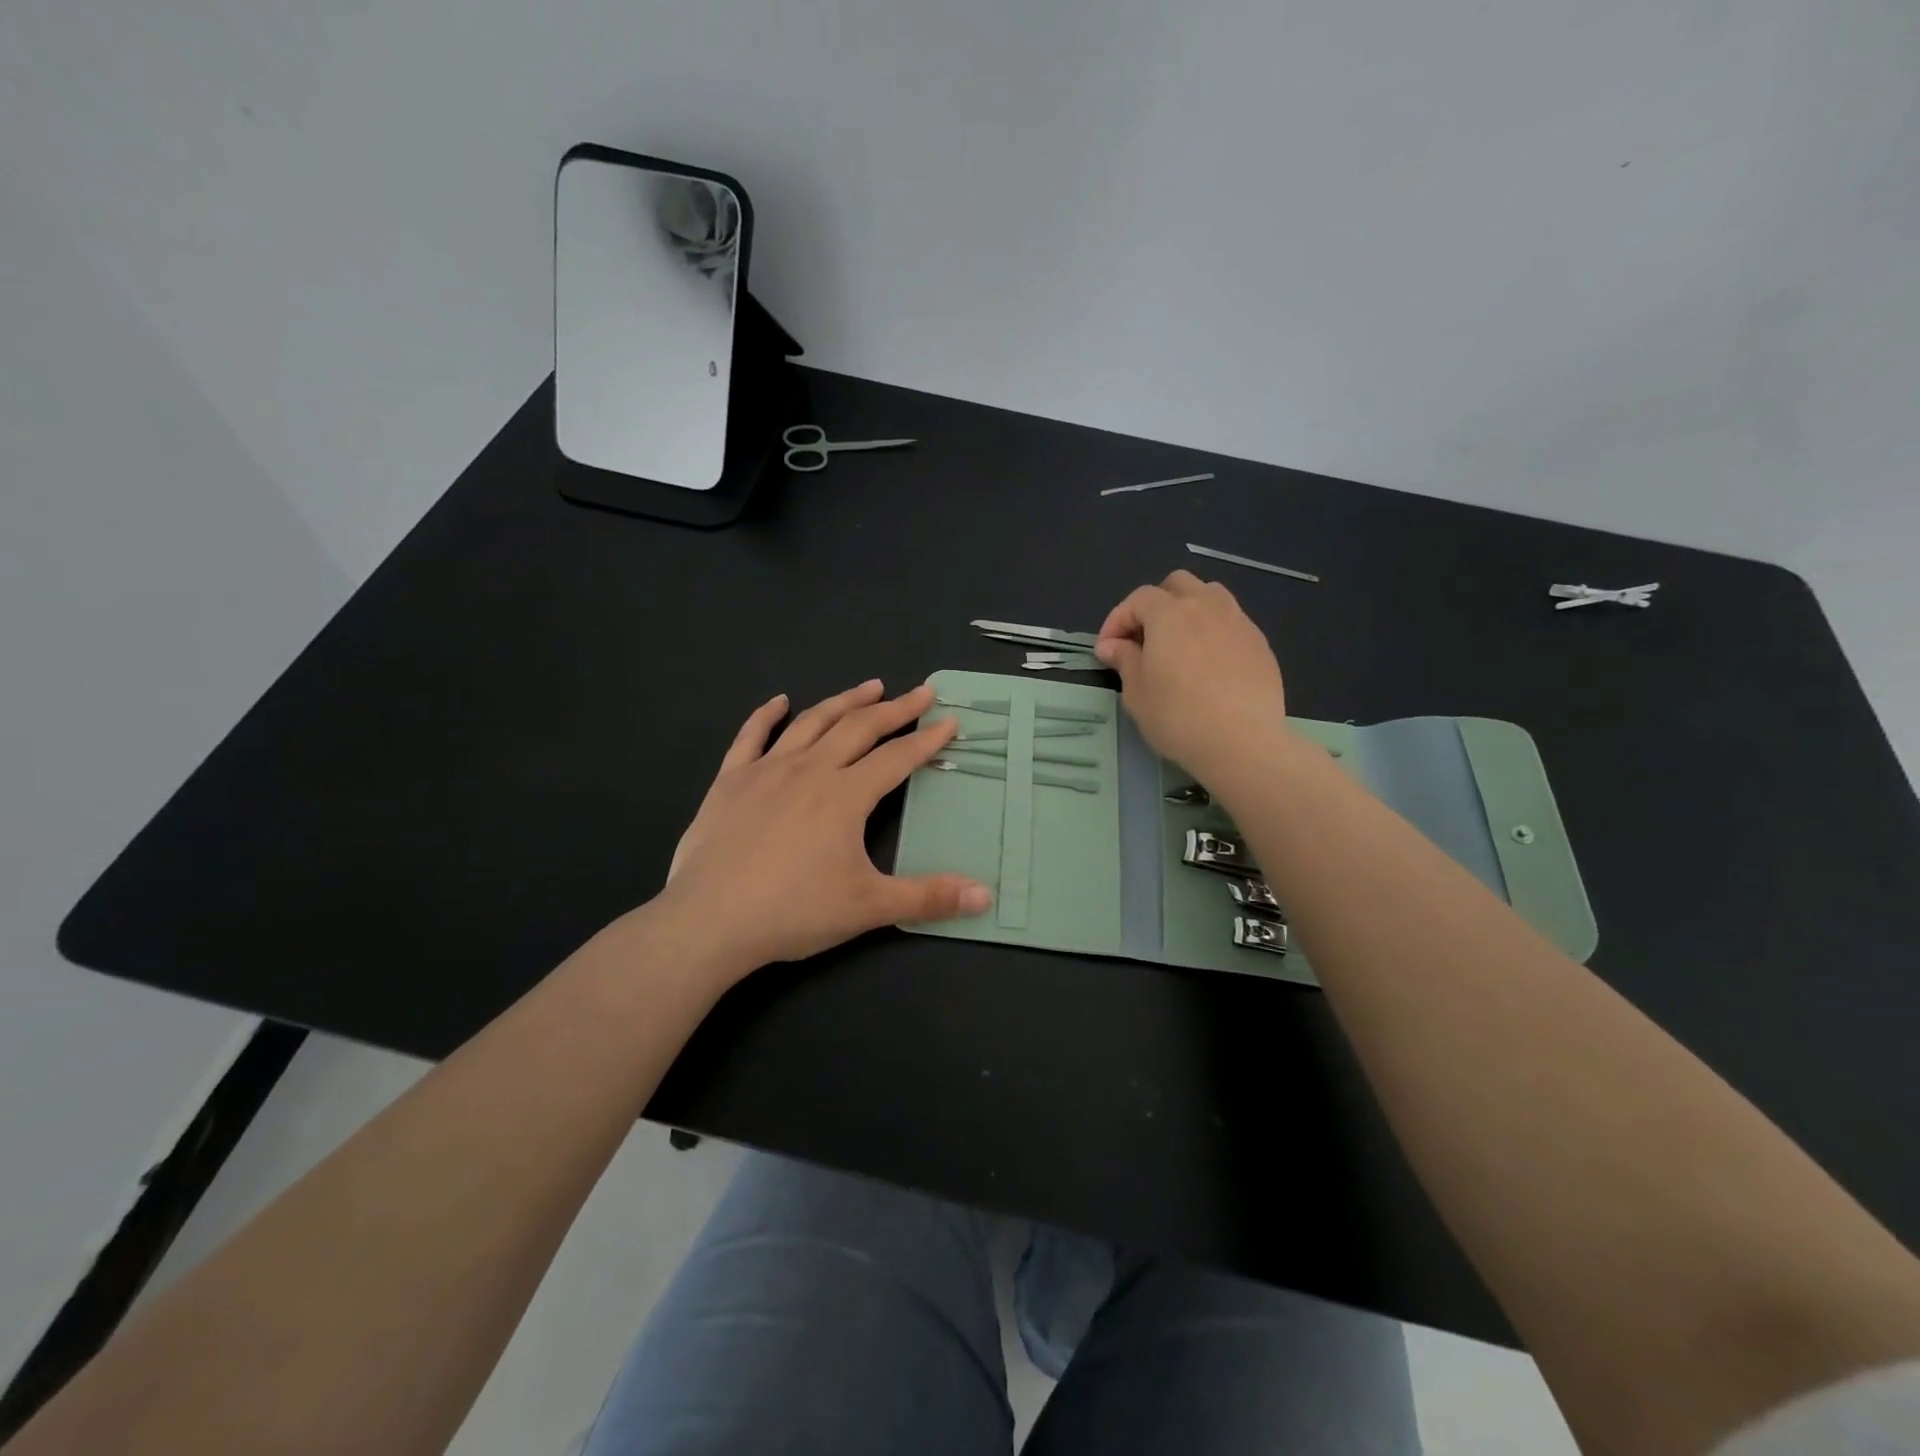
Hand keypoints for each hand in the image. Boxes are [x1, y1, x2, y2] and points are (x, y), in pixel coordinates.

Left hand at [660, 680, 991, 974]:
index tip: (949, 722)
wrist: (710, 921)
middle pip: (860, 728)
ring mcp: (767, 770)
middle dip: (895, 708)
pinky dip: (766, 715)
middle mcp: (810, 770)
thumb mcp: (869, 907)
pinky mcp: (730, 781)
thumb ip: (929, 897)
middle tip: (920, 692)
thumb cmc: (794, 911)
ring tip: (869, 686)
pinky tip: (778, 701)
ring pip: (813, 722)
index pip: (897, 758)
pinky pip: (751, 736)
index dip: (927, 740)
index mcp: (846, 795)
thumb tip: (986, 896)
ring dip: (844, 701)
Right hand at [1094, 571, 1289, 780]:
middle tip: (1144, 638)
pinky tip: (1208, 664)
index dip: (1117, 620)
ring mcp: (1238, 621)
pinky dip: (1212, 631)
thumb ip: (1124, 660)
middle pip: (1177, 585)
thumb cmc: (1178, 717)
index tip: (1107, 649)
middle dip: (1155, 604)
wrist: (1242, 742)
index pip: (1137, 599)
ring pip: (1210, 596)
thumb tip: (1112, 645)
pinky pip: (1231, 622)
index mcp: (1170, 613)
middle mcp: (1206, 606)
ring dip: (1188, 610)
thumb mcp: (1137, 692)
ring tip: (1179, 643)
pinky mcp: (1259, 643)